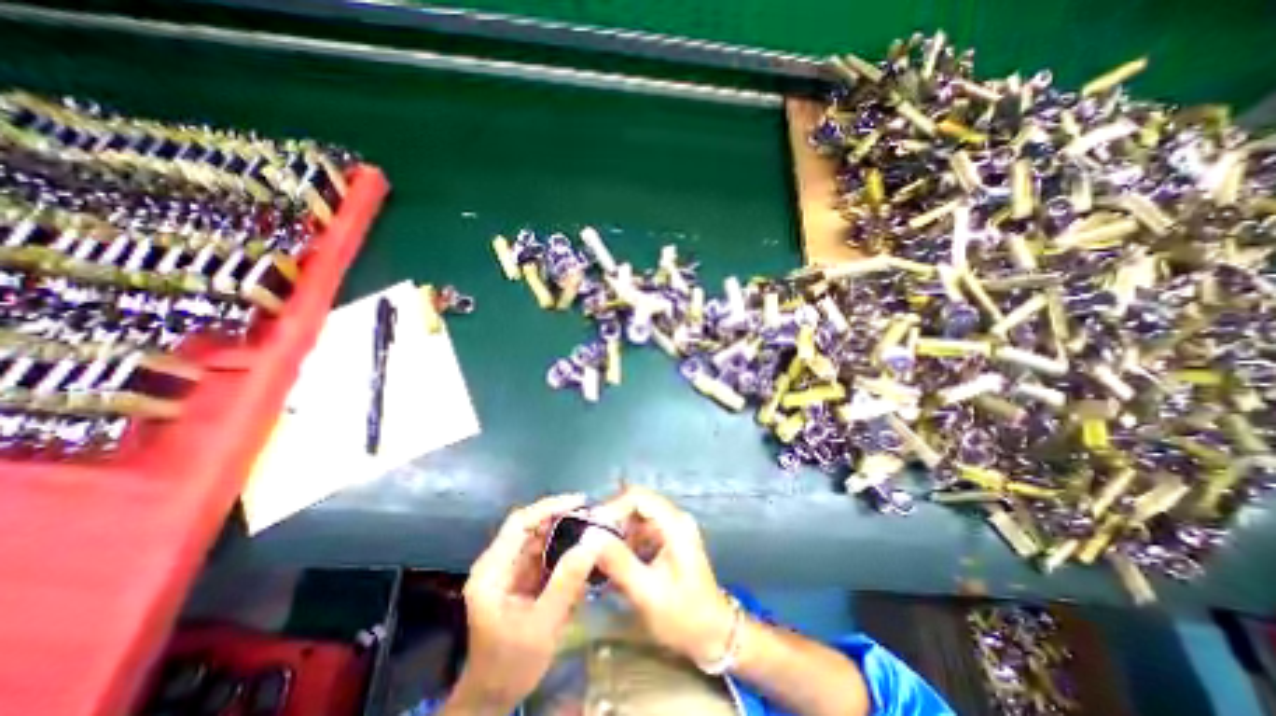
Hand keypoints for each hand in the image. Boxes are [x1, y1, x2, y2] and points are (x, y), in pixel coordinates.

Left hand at [444, 495, 603, 713]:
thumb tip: (593, 541)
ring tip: (592, 528)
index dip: (550, 507)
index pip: (520, 523)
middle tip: (592, 515)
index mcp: (492, 570)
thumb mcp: (543, 624)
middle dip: (561, 517)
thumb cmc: (511, 664)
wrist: (493, 697)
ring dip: (564, 531)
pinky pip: (543, 553)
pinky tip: (581, 550)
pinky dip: (562, 548)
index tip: (580, 501)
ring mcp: (508, 570)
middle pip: (530, 526)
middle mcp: (498, 563)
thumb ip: (567, 581)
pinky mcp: (519, 578)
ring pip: (538, 537)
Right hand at [592, 487, 731, 666]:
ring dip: (618, 530)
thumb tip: (590, 536)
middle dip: (613, 518)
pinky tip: (615, 560)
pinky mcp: (669, 538)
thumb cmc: (683, 616)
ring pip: (637, 515)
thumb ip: (619, 562)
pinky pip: (642, 528)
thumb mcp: (648, 593)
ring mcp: (673, 527)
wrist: (713, 635)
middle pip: (637, 502)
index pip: (639, 497)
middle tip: (591, 541)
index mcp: (675, 524)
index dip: (613, 506)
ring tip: (600, 553)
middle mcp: (675, 518)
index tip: (592, 527)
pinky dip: (626, 539)